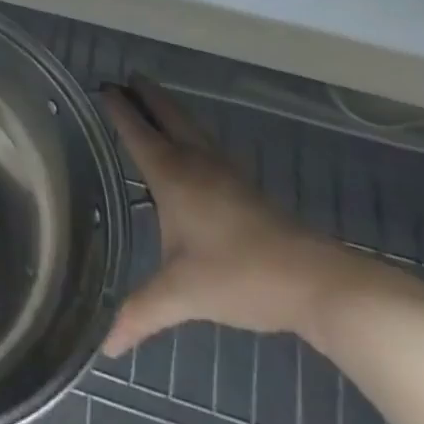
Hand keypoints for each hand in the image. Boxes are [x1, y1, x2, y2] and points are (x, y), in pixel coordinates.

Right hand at [99, 78, 380, 355]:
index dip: (119, 109)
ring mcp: (226, 173)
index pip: (137, 132)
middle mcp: (197, 163)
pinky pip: (208, 146)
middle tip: (126, 77)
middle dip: (146, 96)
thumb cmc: (241, 277)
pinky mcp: (248, 190)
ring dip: (169, 110)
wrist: (321, 285)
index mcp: (173, 175)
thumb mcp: (182, 295)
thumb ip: (141, 313)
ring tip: (152, 98)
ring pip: (192, 128)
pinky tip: (193, 149)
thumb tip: (104, 346)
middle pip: (168, 117)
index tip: (102, 86)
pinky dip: (190, 133)